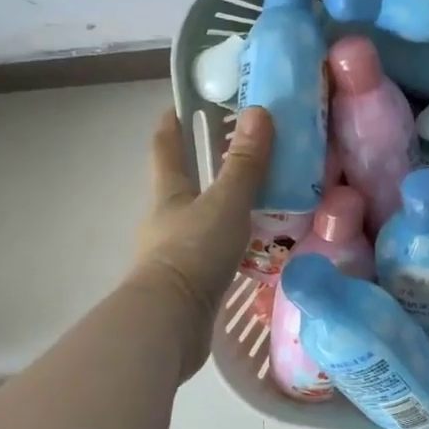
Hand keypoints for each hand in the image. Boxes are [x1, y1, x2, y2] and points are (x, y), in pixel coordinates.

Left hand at [130, 106, 273, 374]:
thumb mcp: (225, 203)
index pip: (166, 147)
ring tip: (262, 194)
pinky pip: (215, 247)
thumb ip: (244, 163)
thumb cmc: (192, 253)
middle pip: (184, 182)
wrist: (169, 324)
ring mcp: (177, 250)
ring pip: (202, 216)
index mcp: (169, 192)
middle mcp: (168, 218)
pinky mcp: (190, 280)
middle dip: (205, 163)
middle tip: (242, 147)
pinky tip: (257, 241)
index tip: (181, 103)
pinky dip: (233, 238)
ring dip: (224, 203)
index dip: (172, 124)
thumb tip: (258, 111)